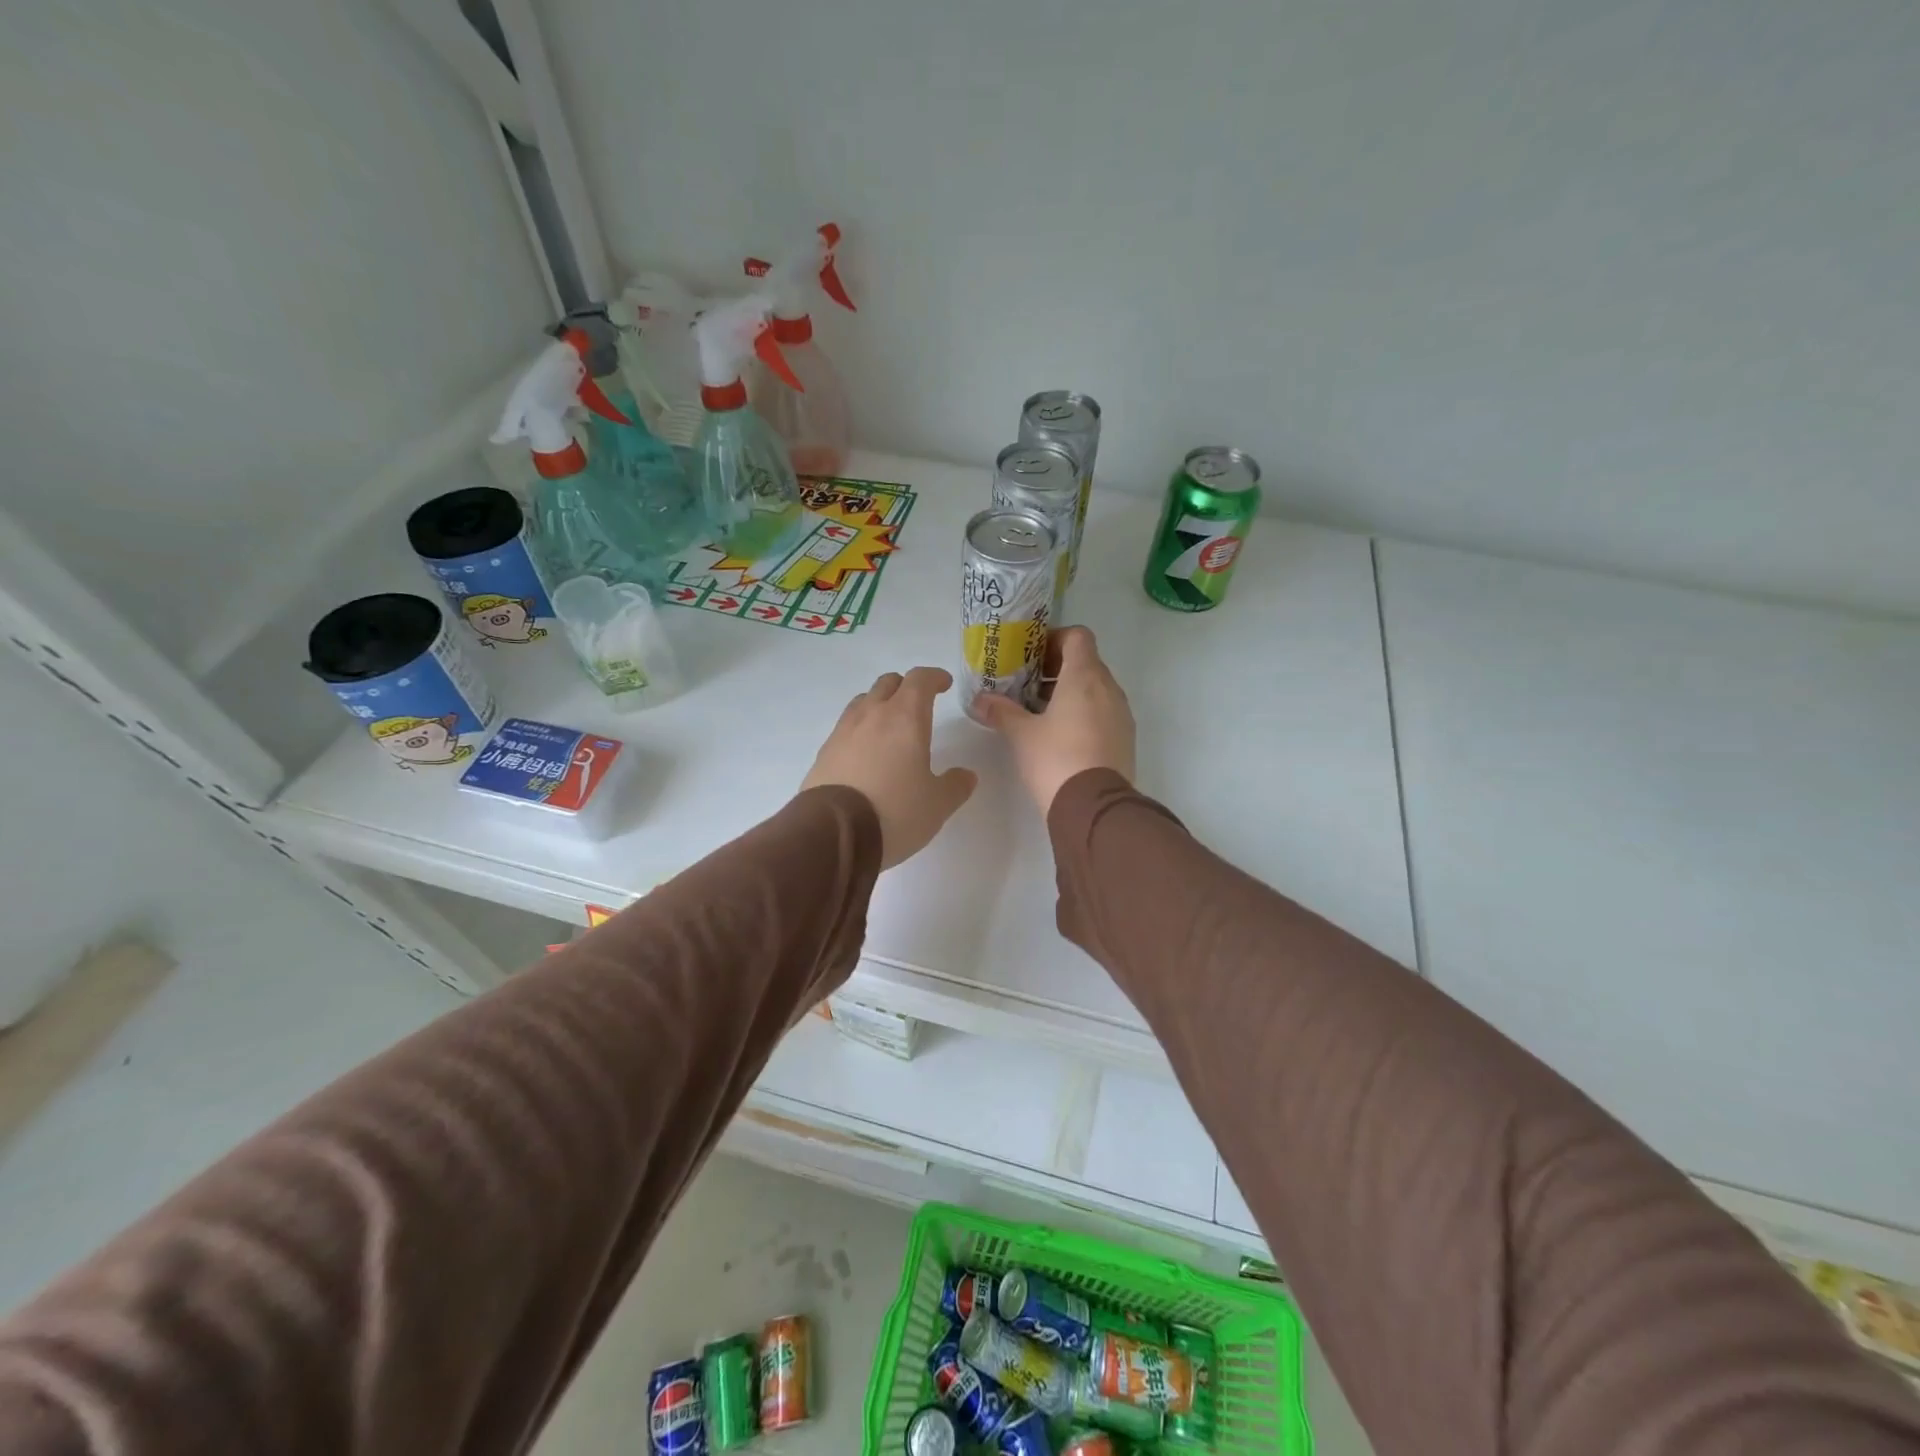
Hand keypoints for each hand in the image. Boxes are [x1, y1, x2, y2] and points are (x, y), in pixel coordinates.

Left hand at [802, 666, 977, 869]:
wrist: (833, 833)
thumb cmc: (895, 811)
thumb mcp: (937, 804)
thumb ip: (955, 786)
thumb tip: (966, 775)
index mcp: (905, 718)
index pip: (920, 680)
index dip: (934, 677)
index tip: (944, 684)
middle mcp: (871, 715)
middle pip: (887, 684)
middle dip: (905, 687)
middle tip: (918, 703)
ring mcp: (843, 732)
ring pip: (862, 702)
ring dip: (878, 705)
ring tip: (889, 727)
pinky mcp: (823, 753)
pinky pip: (845, 729)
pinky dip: (859, 732)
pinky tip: (865, 755)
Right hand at [977, 626, 1135, 814]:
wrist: (1094, 807)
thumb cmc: (1055, 759)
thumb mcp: (1021, 734)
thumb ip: (1001, 711)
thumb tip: (979, 700)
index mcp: (1084, 677)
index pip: (1078, 636)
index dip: (1055, 639)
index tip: (1032, 657)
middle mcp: (1109, 688)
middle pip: (1086, 662)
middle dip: (1057, 669)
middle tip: (1029, 685)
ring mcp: (1121, 714)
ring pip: (1096, 688)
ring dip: (1071, 692)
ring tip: (1041, 712)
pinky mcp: (1125, 738)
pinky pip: (1104, 711)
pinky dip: (1084, 712)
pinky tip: (1061, 735)